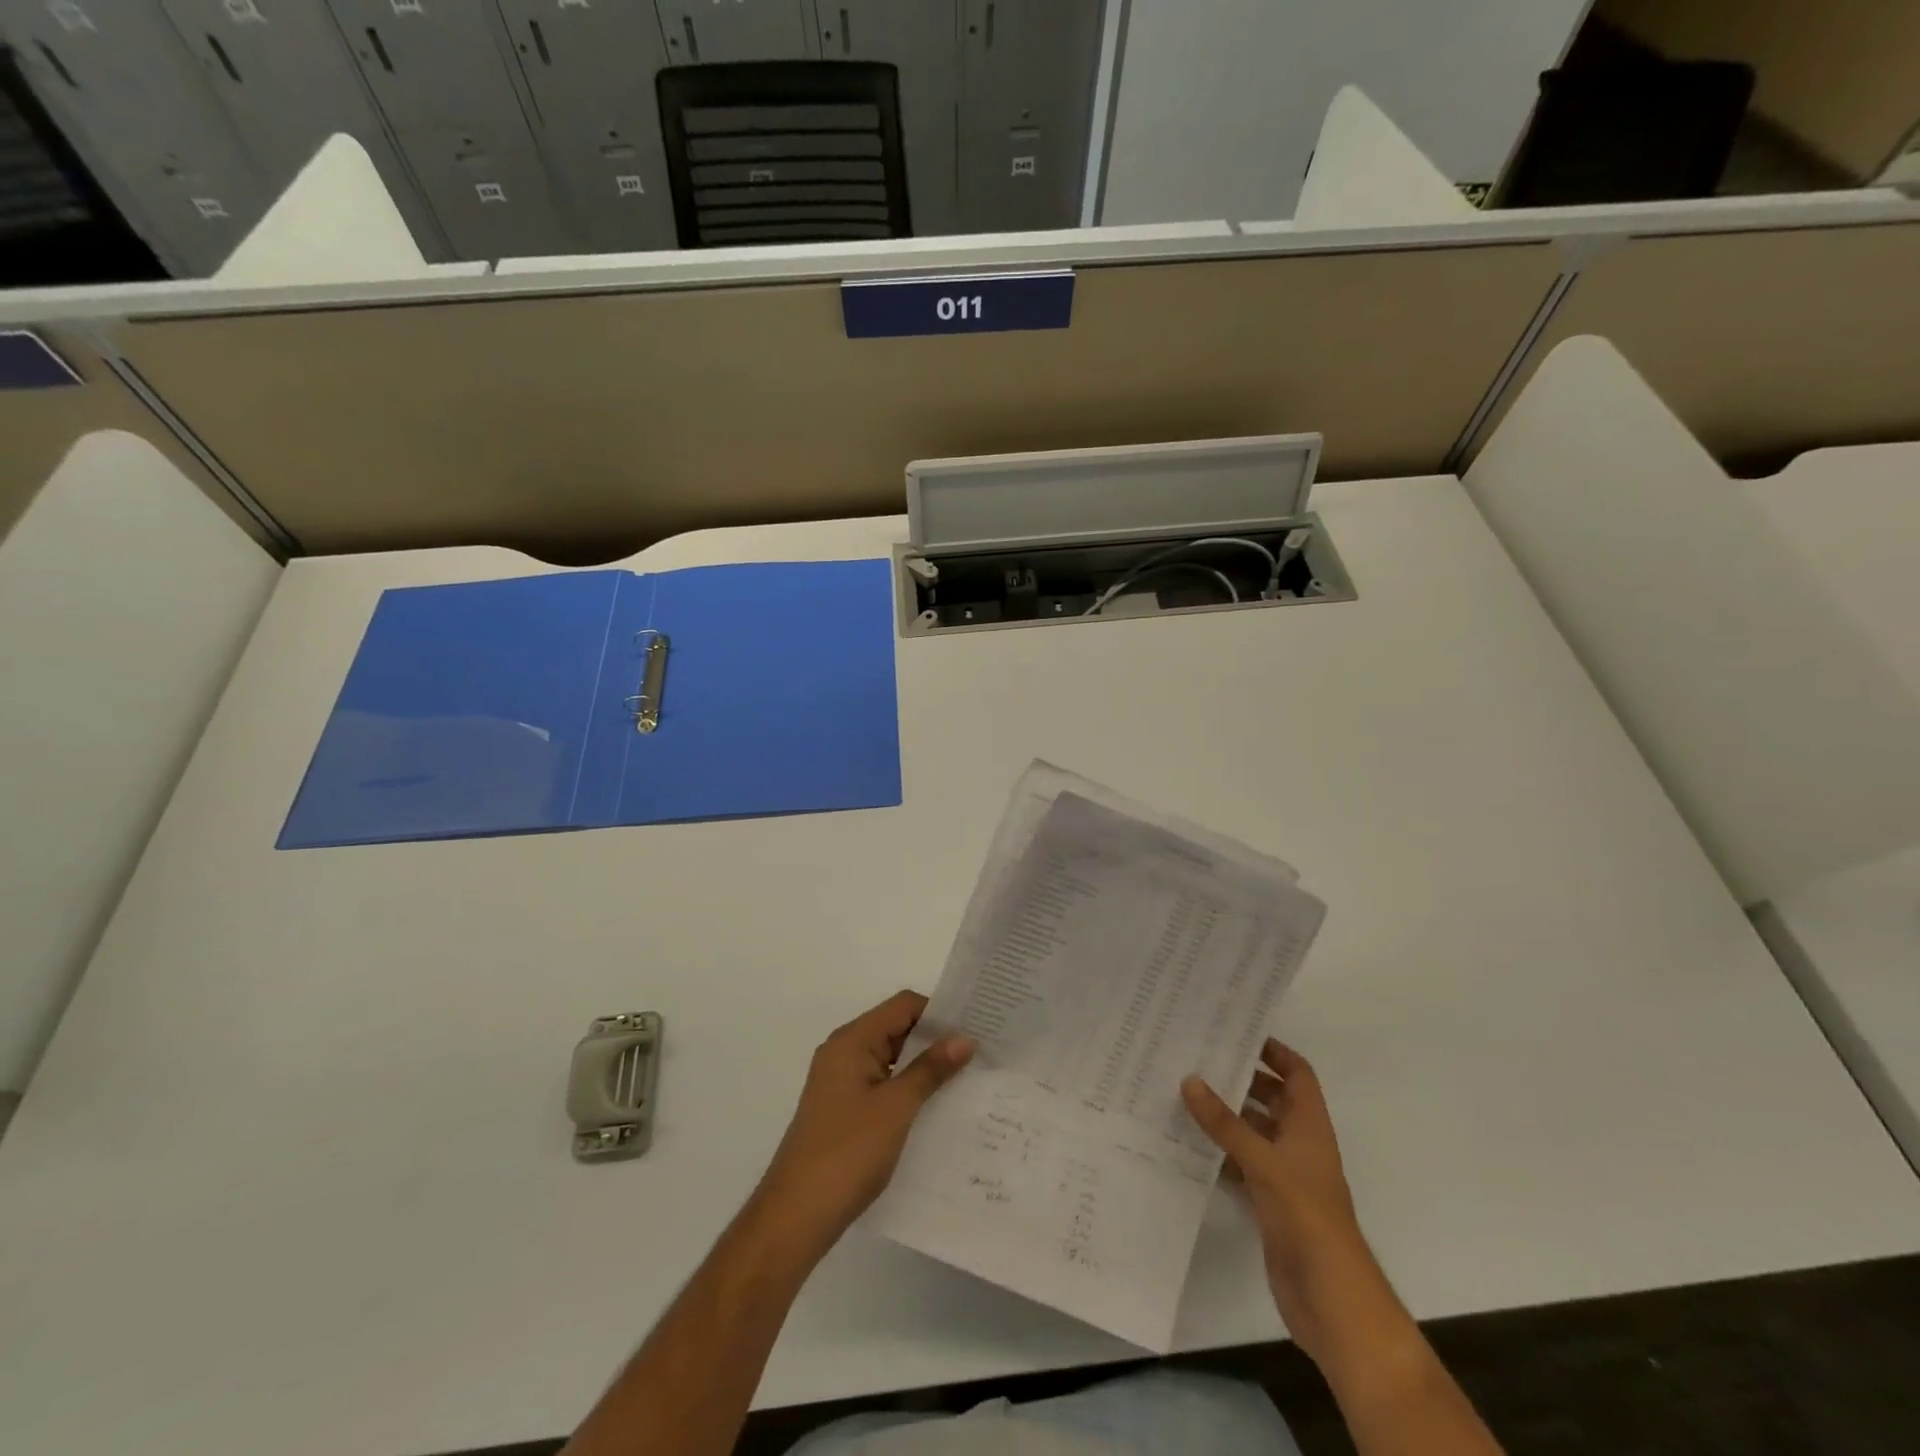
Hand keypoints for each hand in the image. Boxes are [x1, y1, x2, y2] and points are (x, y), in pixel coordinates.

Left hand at [752, 990, 973, 1263]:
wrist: (795, 1217)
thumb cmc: (847, 1152)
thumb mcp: (896, 1107)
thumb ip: (930, 1069)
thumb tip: (965, 1038)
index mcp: (852, 1041)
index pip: (903, 1006)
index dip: (939, 1012)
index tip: (976, 1027)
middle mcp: (844, 1053)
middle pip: (897, 1029)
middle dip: (936, 1040)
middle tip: (980, 1053)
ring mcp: (842, 1083)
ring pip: (892, 1060)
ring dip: (924, 1067)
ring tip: (967, 1079)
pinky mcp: (844, 1110)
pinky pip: (883, 1085)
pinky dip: (909, 1090)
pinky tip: (936, 1109)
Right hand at [1182, 1041, 1373, 1367]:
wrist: (1331, 1300)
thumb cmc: (1307, 1218)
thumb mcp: (1264, 1163)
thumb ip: (1225, 1123)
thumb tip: (1190, 1079)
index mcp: (1309, 1127)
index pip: (1297, 1074)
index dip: (1273, 1051)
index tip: (1235, 1034)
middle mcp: (1298, 1145)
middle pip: (1271, 1099)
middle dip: (1239, 1079)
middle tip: (1195, 1059)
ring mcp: (1285, 1176)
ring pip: (1253, 1132)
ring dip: (1225, 1117)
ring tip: (1182, 1094)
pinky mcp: (1269, 1204)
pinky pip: (1241, 1165)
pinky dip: (1219, 1153)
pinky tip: (1187, 1144)